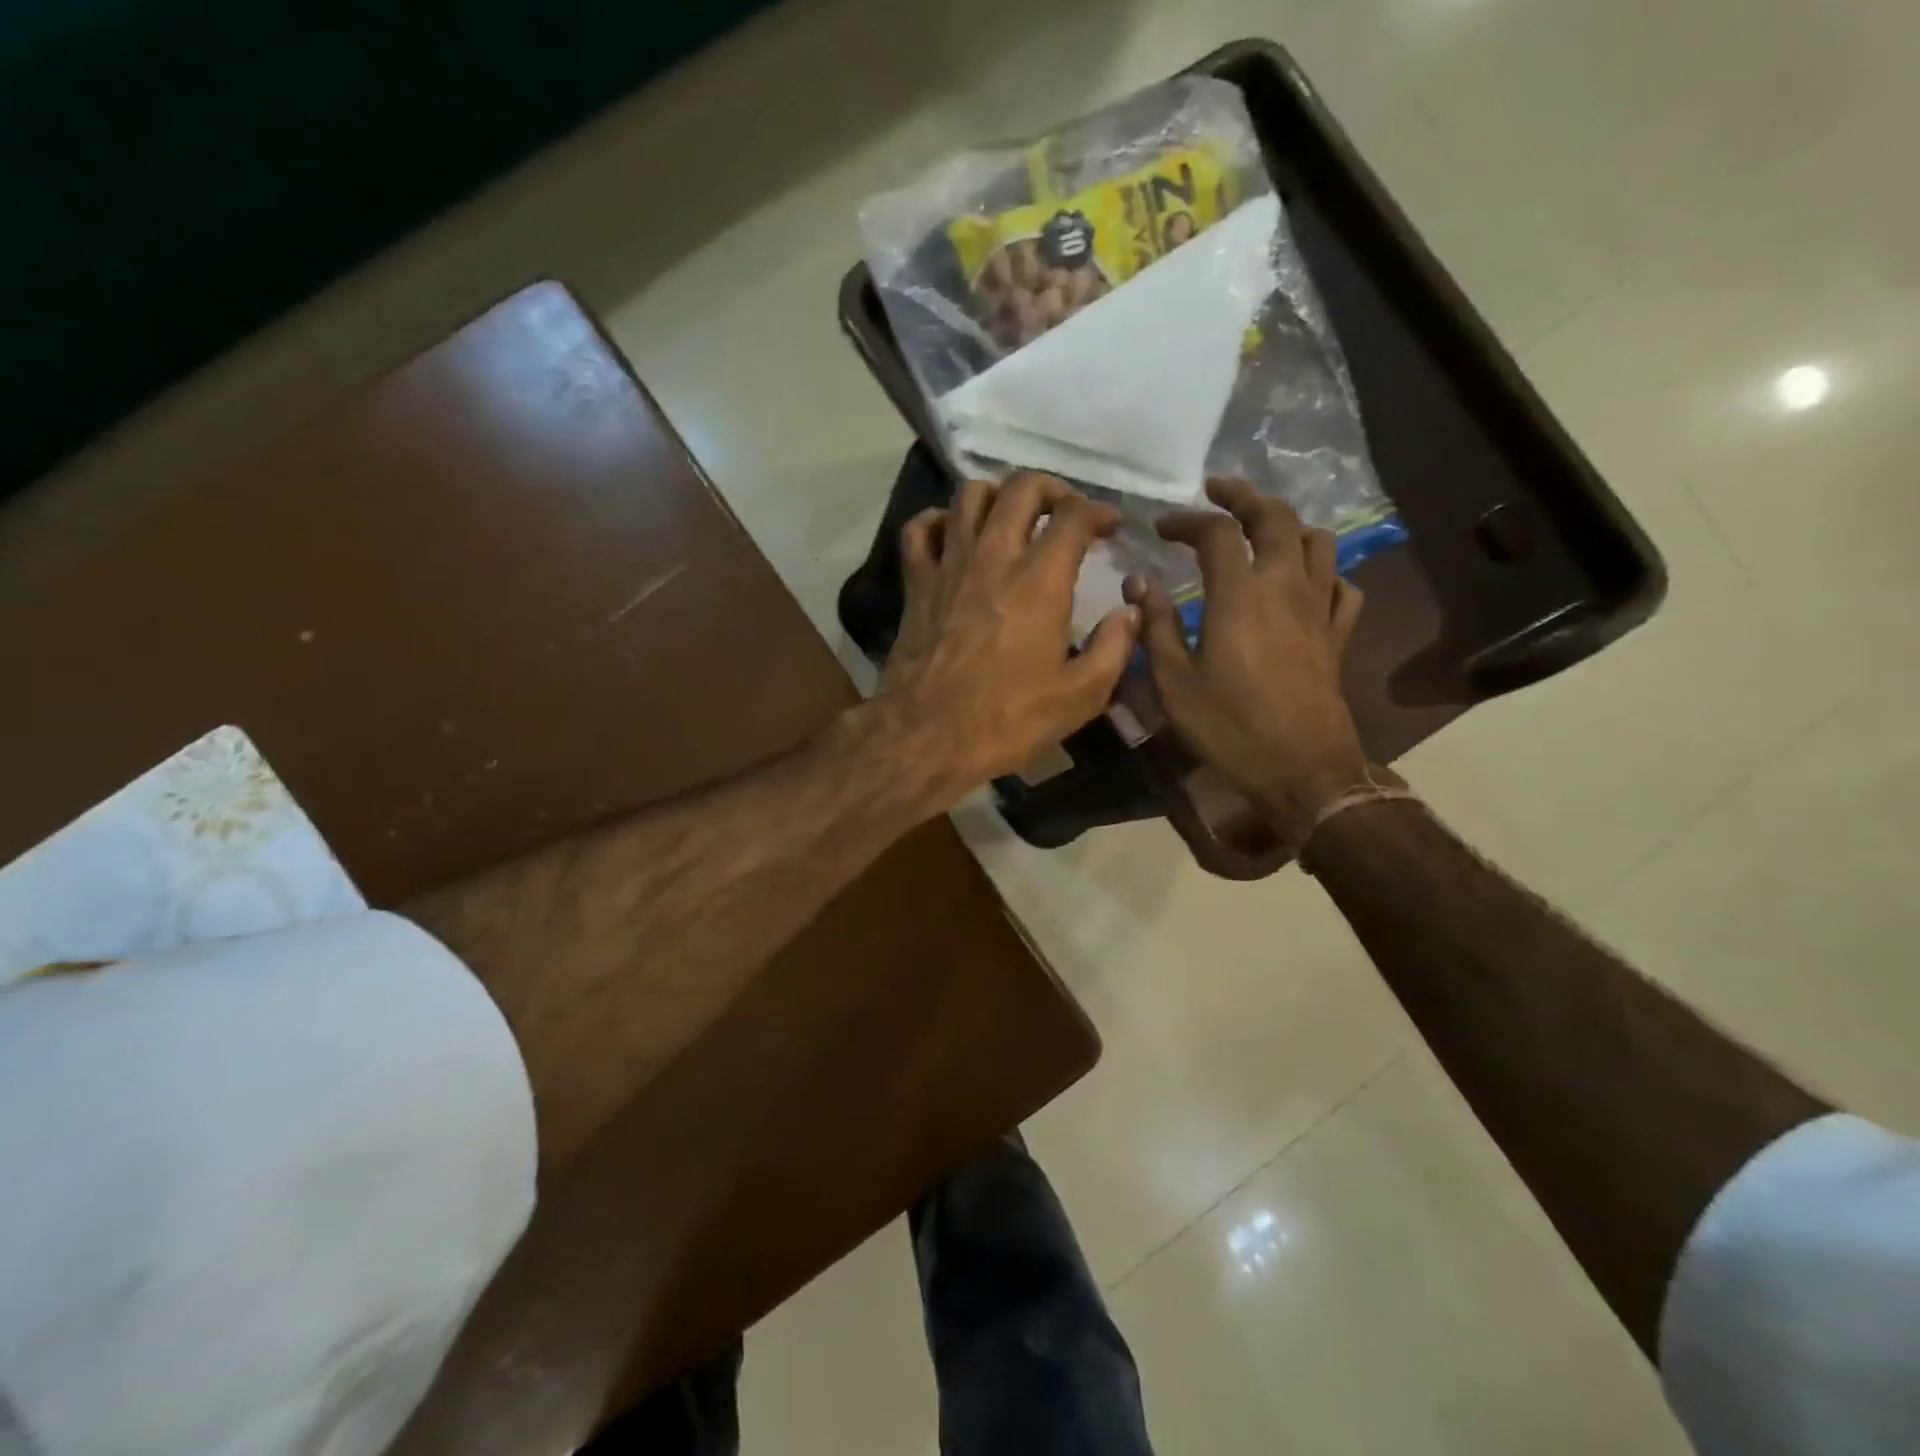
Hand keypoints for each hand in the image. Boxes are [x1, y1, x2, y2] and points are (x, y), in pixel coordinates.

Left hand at [879, 472, 1139, 800]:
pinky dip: (938, 521)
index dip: (1099, 511)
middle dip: (1051, 488)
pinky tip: (953, 534)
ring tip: (1012, 516)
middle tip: (1065, 511)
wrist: (926, 736)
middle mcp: (994, 556)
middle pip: (1021, 488)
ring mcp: (949, 565)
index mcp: (1040, 580)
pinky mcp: (916, 583)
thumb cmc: (1007, 720)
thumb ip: (1113, 649)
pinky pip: (919, 529)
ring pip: (969, 495)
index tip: (1111, 527)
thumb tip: (1131, 612)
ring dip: (997, 495)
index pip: (1074, 516)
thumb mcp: (1079, 697)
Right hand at [1125, 479, 1370, 842]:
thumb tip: (1140, 584)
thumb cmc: (1229, 728)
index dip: (1187, 520)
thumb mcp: (1174, 683)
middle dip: (1245, 496)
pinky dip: (1325, 573)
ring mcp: (1319, 610)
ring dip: (1288, 525)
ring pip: (1318, 543)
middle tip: (1218, 491)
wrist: (1302, 770)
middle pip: (1276, 518)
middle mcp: (1285, 588)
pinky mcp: (1338, 636)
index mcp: (1240, 595)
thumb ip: (1157, 627)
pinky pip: (1343, 587)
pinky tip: (1307, 583)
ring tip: (1262, 531)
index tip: (1161, 527)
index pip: (1217, 533)